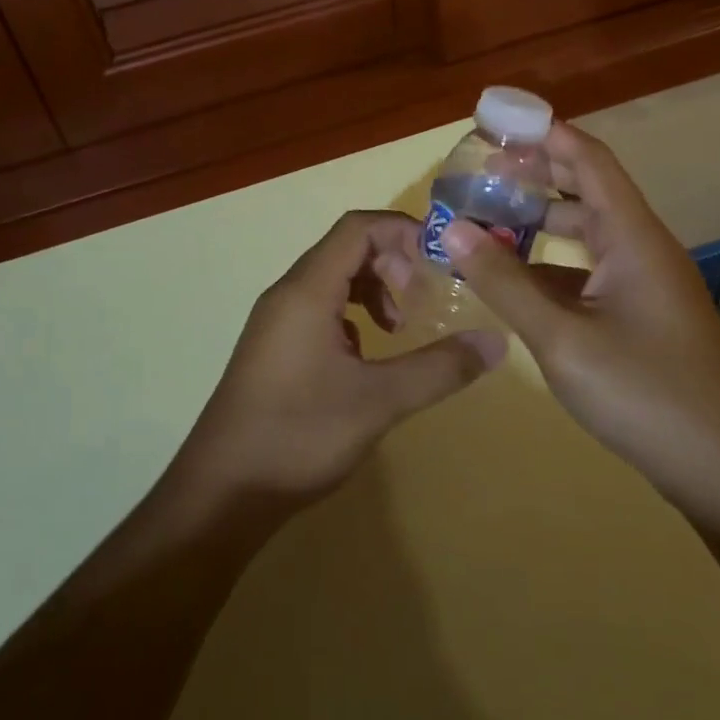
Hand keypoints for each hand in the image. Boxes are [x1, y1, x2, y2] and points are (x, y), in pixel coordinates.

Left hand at [172, 210, 504, 506]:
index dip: (403, 233)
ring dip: (373, 289)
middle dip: (392, 263)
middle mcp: (288, 293)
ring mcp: (277, 321)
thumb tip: (497, 342)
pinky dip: (352, 315)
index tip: (441, 262)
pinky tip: (366, 357)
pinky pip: (319, 308)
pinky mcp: (274, 347)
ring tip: (399, 329)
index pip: (358, 228)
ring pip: (332, 279)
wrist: (222, 492)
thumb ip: (439, 368)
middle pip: (346, 249)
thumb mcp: (379, 401)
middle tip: (421, 301)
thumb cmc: (299, 434)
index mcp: (307, 289)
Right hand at [438, 125, 719, 537]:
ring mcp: (643, 284)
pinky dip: (548, 266)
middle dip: (533, 175)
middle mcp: (640, 247)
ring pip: (585, 234)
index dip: (544, 133)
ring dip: (538, 222)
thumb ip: (505, 282)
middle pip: (584, 190)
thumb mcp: (563, 339)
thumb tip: (452, 229)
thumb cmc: (649, 395)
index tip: (495, 124)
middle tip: (478, 173)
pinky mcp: (640, 317)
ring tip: (484, 221)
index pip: (587, 158)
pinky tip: (513, 281)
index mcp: (632, 235)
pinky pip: (587, 272)